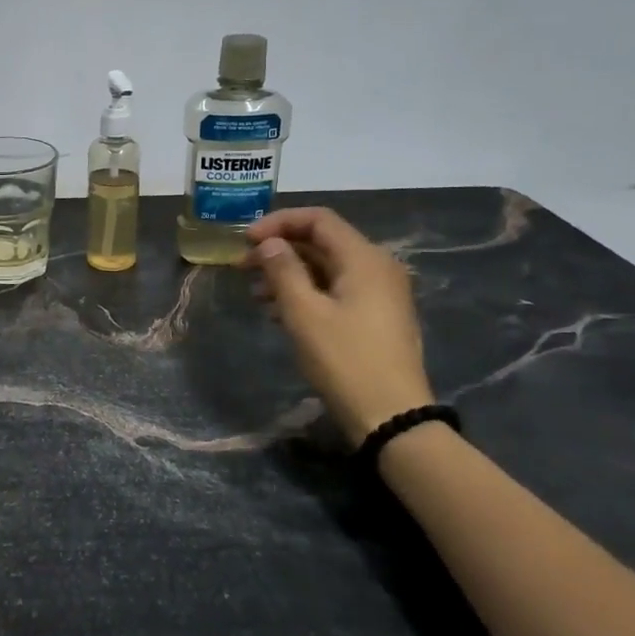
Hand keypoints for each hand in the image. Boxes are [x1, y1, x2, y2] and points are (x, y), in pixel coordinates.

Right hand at [240, 208, 435, 443]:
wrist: (391, 416)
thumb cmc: (344, 360)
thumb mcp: (304, 313)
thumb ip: (284, 270)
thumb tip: (270, 243)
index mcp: (364, 258)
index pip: (319, 219)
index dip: (278, 222)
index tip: (245, 240)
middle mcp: (377, 267)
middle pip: (323, 242)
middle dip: (281, 250)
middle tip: (243, 267)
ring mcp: (380, 294)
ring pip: (328, 268)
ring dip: (290, 274)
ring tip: (255, 293)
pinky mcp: (376, 317)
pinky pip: (337, 290)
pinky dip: (307, 293)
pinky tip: (279, 313)